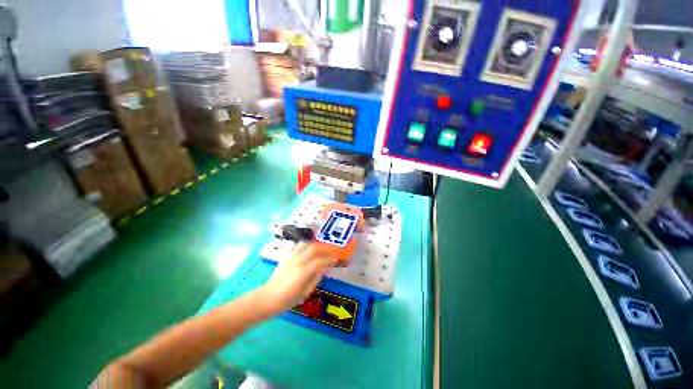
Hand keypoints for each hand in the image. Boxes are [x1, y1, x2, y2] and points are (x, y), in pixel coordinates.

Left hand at [259, 242, 336, 313]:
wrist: (267, 298)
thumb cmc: (288, 300)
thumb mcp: (306, 292)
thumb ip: (316, 278)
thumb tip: (324, 267)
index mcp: (303, 272)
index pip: (320, 261)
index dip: (330, 259)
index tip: (336, 259)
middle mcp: (298, 261)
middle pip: (314, 249)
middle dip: (324, 249)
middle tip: (331, 251)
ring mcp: (291, 258)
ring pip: (306, 244)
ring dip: (315, 245)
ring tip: (321, 249)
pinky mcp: (286, 257)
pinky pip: (298, 247)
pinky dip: (307, 246)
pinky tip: (310, 250)